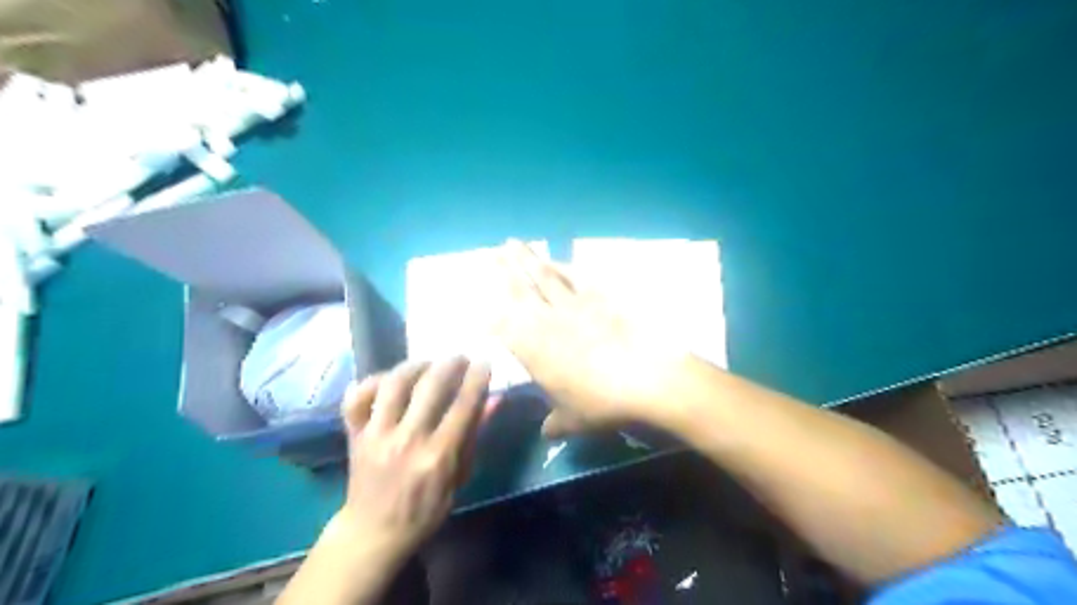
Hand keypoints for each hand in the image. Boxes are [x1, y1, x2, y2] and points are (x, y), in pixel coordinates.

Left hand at [335, 360, 490, 562]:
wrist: (373, 531)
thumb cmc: (425, 509)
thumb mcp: (459, 478)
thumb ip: (475, 436)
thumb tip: (495, 400)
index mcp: (438, 456)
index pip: (463, 405)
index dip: (477, 378)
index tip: (484, 363)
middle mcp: (407, 440)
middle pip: (430, 386)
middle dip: (450, 364)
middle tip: (459, 358)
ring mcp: (376, 435)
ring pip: (394, 384)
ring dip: (415, 366)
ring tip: (428, 363)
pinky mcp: (354, 434)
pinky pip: (357, 397)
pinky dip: (371, 382)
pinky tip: (388, 379)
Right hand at [494, 240, 689, 439]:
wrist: (646, 378)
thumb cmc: (603, 403)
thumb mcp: (575, 421)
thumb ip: (555, 424)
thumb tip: (546, 432)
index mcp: (534, 350)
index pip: (503, 328)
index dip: (489, 317)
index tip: (479, 310)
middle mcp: (547, 322)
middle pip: (520, 291)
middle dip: (503, 271)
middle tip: (491, 252)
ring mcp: (573, 305)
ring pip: (544, 276)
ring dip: (528, 259)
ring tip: (514, 243)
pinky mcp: (599, 296)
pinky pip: (575, 276)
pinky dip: (563, 266)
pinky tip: (557, 259)